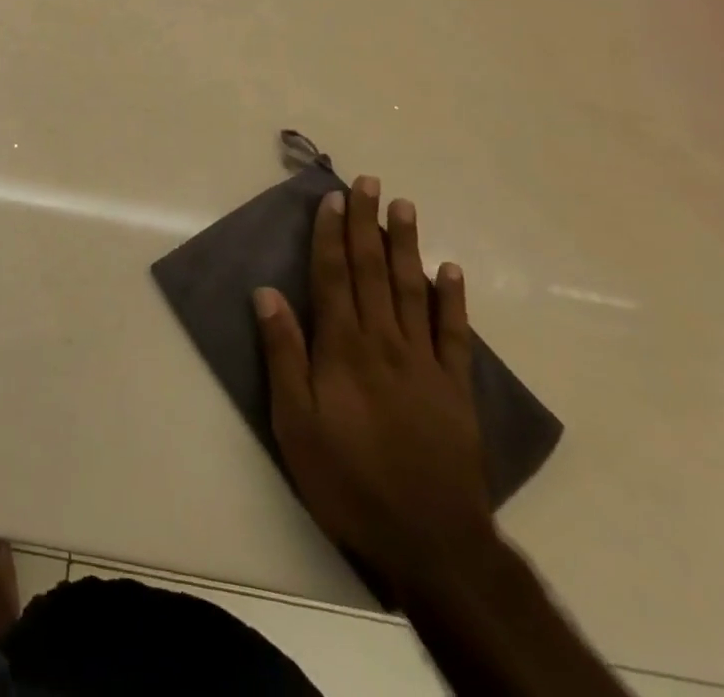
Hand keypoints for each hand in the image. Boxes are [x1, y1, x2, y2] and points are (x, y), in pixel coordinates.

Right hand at [254, 177, 493, 596]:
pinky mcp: (456, 388)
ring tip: (404, 206)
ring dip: (407, 244)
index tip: (332, 198)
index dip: (330, 234)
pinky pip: (454, 333)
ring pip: (413, 289)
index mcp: (343, 348)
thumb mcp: (294, 422)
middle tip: (369, 182)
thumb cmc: (348, 479)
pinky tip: (450, 269)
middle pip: (373, 270)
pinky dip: (452, 298)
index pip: (334, 276)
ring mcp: (425, 362)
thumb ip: (283, 354)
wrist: (430, 542)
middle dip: (367, 223)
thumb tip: (267, 292)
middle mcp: (384, 342)